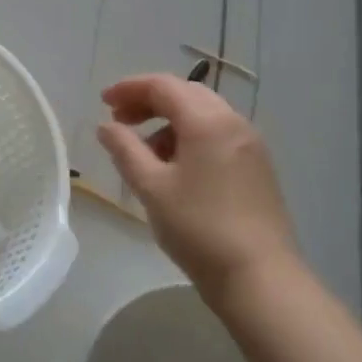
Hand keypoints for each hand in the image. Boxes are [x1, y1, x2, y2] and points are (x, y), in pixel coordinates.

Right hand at [97, 75, 299, 304]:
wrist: (258, 275)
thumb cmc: (198, 228)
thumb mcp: (152, 188)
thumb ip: (125, 150)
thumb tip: (106, 127)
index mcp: (207, 121)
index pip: (163, 86)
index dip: (130, 88)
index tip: (103, 102)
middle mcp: (233, 122)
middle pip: (186, 94)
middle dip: (150, 102)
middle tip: (120, 121)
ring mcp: (250, 144)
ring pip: (204, 115)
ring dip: (170, 122)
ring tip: (145, 153)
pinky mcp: (257, 166)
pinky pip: (218, 135)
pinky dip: (191, 138)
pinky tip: (176, 169)